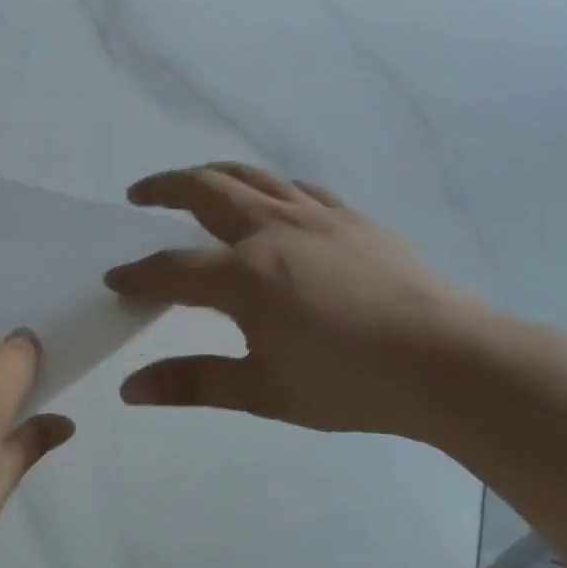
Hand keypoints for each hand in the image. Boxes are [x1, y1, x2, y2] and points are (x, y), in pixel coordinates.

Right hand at [105, 163, 504, 442]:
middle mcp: (273, 230)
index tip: (115, 279)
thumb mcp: (264, 391)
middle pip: (204, 192)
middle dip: (163, 189)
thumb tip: (129, 390)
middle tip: (138, 194)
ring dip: (211, 176)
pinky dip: (265, 186)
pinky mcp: (351, 218)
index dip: (138, 275)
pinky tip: (268, 202)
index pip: (172, 269)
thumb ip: (193, 382)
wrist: (451, 361)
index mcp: (245, 275)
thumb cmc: (352, 383)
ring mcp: (316, 217)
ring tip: (193, 184)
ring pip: (250, 178)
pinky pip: (295, 188)